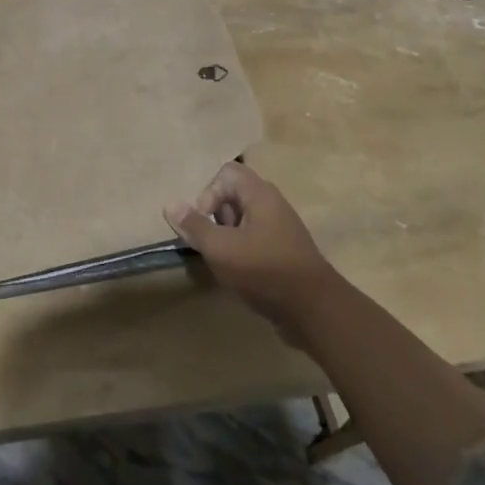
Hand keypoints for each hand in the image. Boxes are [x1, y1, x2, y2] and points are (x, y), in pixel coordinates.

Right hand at [165, 163, 338, 343]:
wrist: (314, 311)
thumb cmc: (264, 270)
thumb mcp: (220, 248)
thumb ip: (194, 225)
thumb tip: (170, 205)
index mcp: (260, 195)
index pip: (226, 172)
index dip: (208, 192)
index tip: (205, 222)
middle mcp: (273, 205)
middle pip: (233, 196)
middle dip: (215, 217)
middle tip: (212, 244)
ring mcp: (281, 229)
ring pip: (243, 220)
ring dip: (226, 237)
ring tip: (223, 262)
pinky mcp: (285, 253)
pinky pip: (255, 240)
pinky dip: (241, 252)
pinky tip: (238, 275)